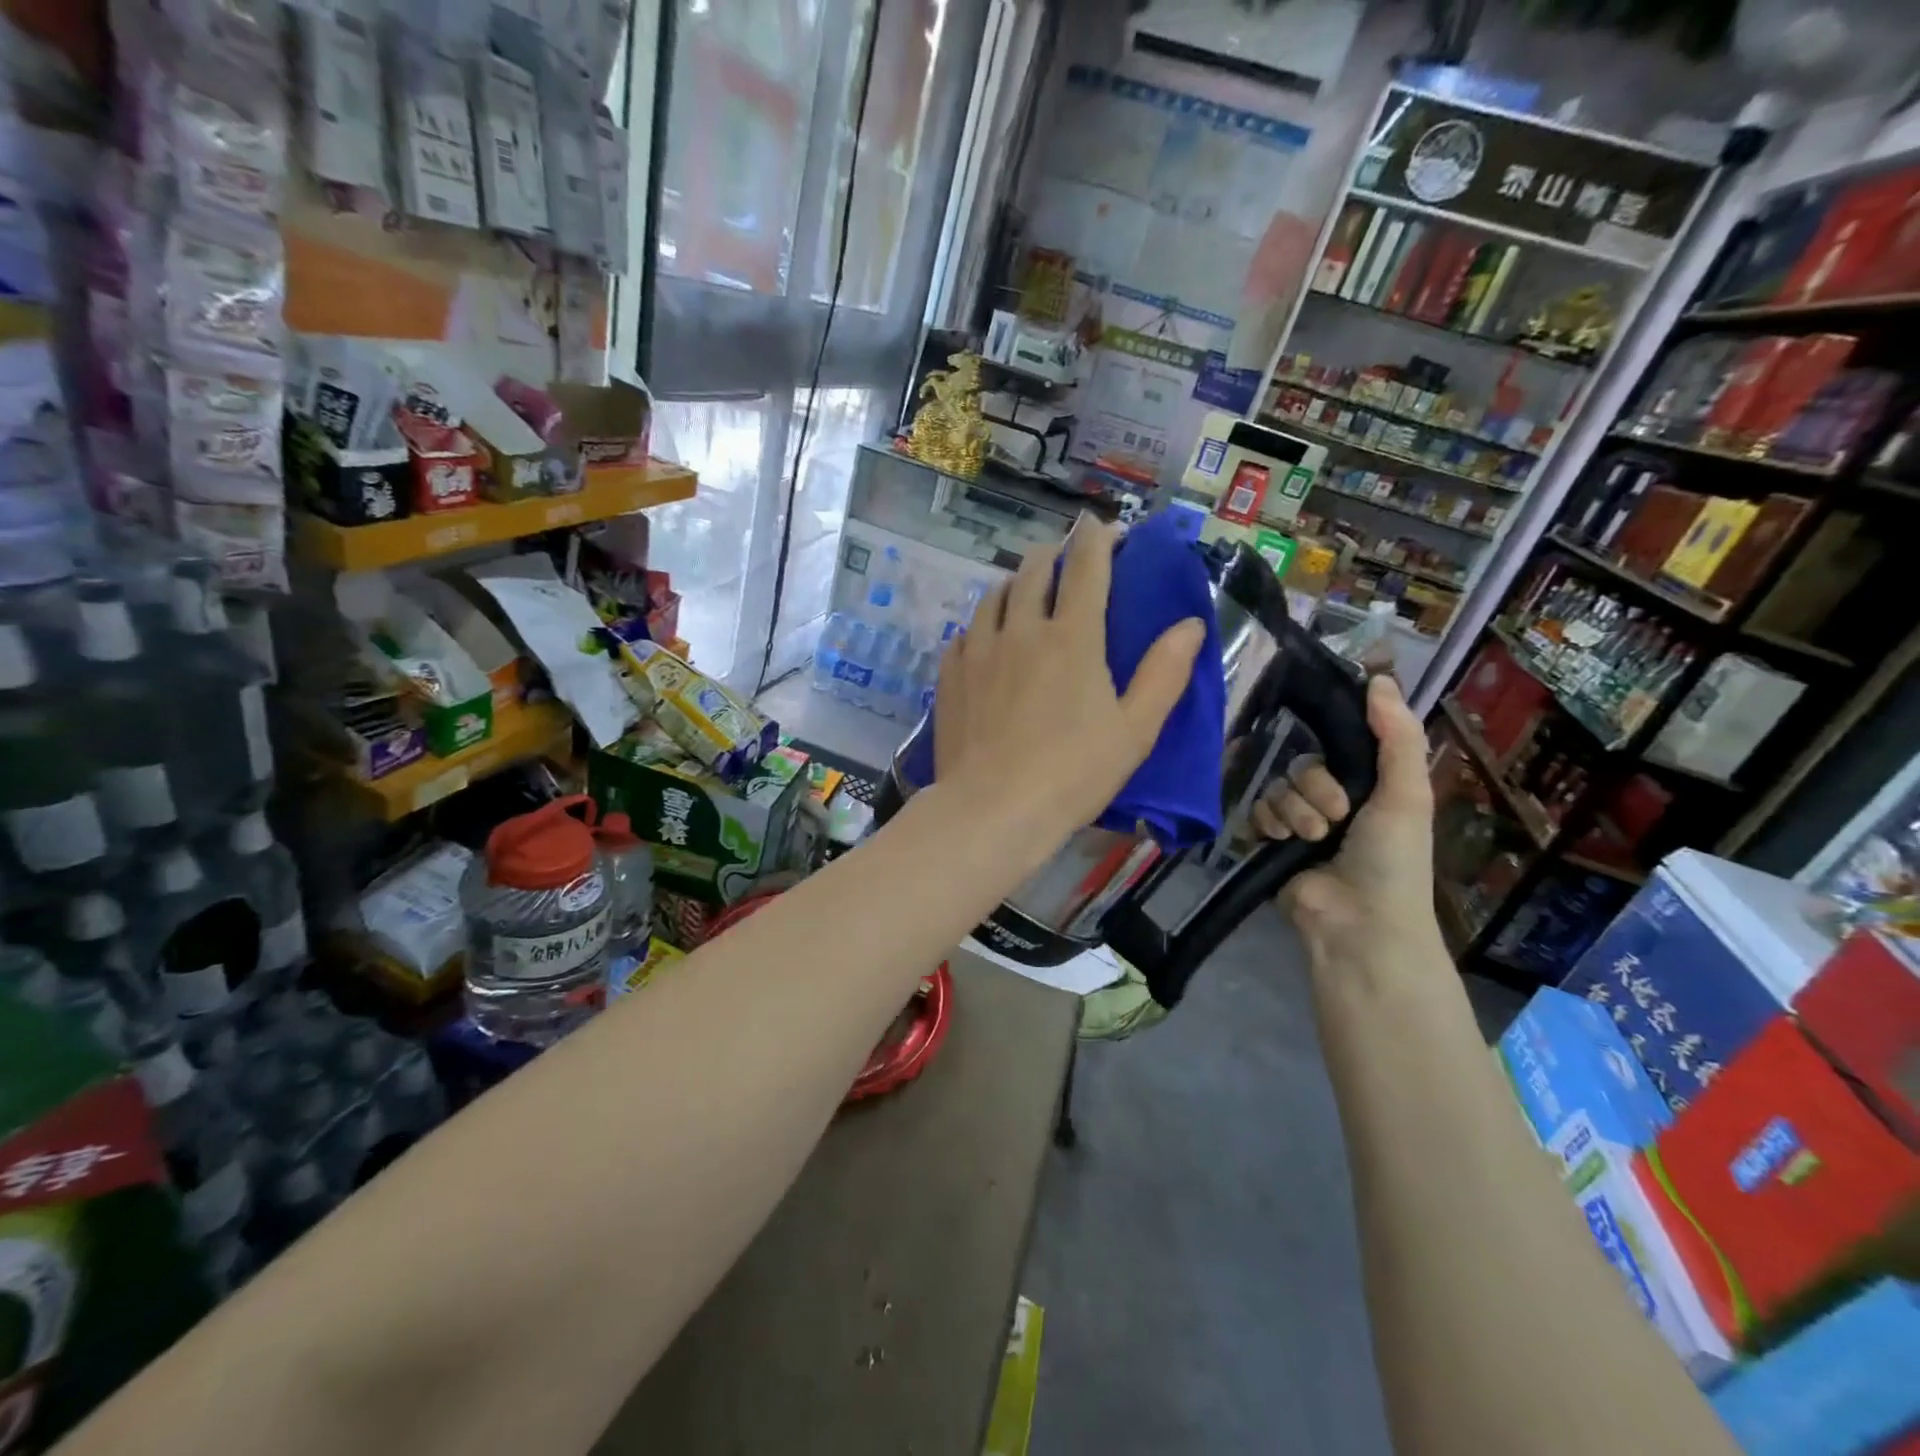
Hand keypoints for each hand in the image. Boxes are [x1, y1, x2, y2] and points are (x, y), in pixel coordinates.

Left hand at [933, 515, 1204, 846]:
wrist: (992, 810)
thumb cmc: (1073, 773)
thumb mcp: (1135, 730)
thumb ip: (1164, 674)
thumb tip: (1191, 625)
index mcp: (1072, 637)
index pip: (1088, 566)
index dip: (1099, 539)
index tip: (1107, 531)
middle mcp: (1021, 629)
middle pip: (1034, 569)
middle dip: (1055, 554)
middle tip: (1067, 561)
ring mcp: (978, 650)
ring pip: (994, 595)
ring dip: (1015, 584)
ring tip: (1025, 595)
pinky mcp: (950, 674)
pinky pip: (965, 632)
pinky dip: (982, 625)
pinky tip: (986, 642)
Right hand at [1256, 675, 1442, 967]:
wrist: (1358, 921)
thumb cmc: (1392, 857)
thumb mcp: (1406, 793)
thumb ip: (1396, 735)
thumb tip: (1379, 676)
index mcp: (1367, 784)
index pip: (1337, 741)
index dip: (1332, 738)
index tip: (1327, 735)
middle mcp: (1331, 798)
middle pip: (1301, 764)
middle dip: (1316, 788)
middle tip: (1336, 816)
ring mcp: (1298, 821)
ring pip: (1277, 788)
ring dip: (1294, 811)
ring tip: (1313, 839)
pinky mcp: (1269, 842)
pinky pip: (1255, 811)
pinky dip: (1268, 824)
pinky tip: (1281, 842)